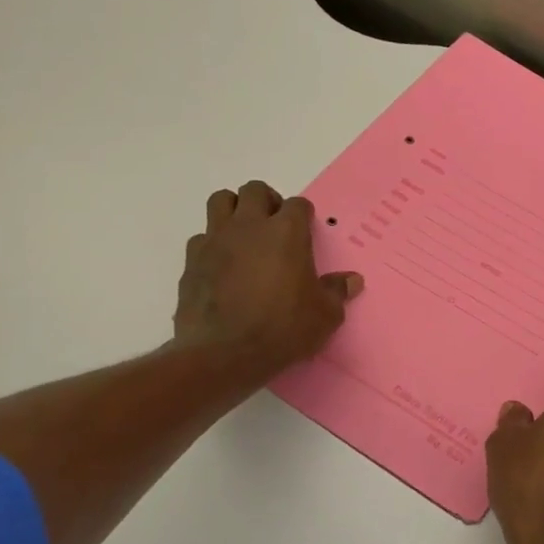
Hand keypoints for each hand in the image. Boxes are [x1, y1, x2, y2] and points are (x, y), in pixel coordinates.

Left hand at [174, 181, 362, 377]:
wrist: (224, 353)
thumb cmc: (283, 329)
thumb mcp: (324, 315)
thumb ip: (337, 292)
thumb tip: (352, 280)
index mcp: (287, 233)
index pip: (297, 204)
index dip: (303, 215)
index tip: (306, 231)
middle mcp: (249, 226)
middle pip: (255, 190)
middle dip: (267, 202)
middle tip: (275, 226)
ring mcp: (216, 240)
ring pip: (221, 201)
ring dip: (235, 210)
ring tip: (245, 235)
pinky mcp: (191, 260)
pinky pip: (202, 237)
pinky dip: (213, 244)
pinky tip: (222, 266)